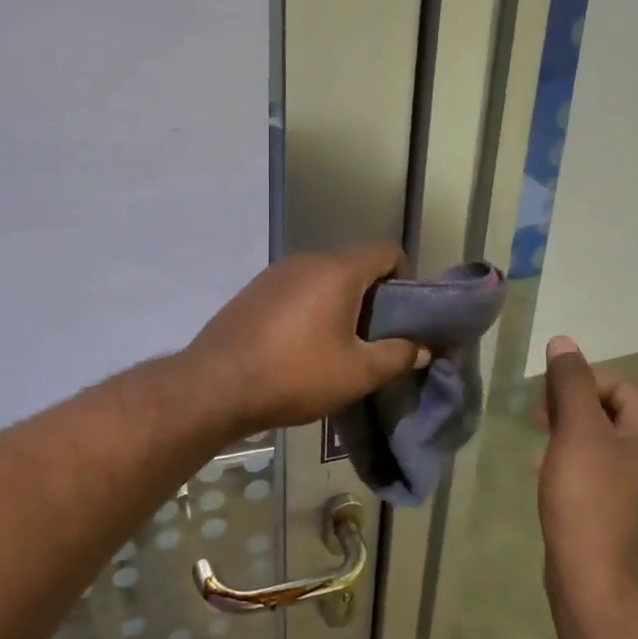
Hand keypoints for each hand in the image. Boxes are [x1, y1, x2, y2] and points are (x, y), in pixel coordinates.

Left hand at [185, 245, 429, 433]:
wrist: (216, 386)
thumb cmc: (295, 375)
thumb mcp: (357, 373)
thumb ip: (397, 356)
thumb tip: (422, 348)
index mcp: (337, 271)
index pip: (386, 251)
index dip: (404, 278)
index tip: (402, 316)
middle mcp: (305, 261)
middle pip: (353, 266)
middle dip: (371, 297)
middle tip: (373, 339)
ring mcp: (273, 274)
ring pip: (321, 280)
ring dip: (338, 305)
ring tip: (336, 347)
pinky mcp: (251, 292)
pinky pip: (294, 291)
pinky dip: (308, 310)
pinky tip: (299, 348)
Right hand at [538, 336, 637, 594]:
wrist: (593, 575)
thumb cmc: (587, 495)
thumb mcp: (576, 430)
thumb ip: (570, 383)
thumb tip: (563, 342)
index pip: (617, 384)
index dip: (578, 384)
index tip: (545, 406)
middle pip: (610, 409)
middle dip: (571, 408)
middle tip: (538, 422)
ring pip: (601, 439)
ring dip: (567, 433)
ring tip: (539, 447)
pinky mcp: (623, 506)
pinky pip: (597, 467)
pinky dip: (571, 460)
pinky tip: (545, 472)